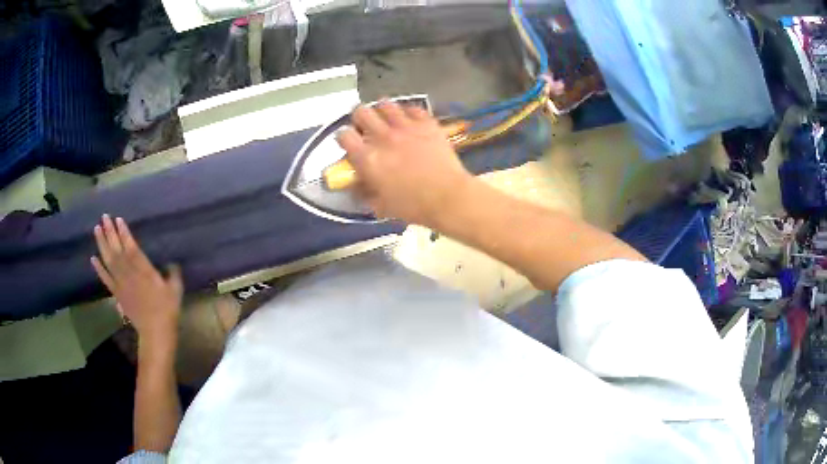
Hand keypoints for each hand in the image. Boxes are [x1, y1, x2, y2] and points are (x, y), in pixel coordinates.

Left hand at [91, 215, 182, 348]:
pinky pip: (106, 279)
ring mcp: (121, 284)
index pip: (131, 247)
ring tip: (96, 229)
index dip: (124, 233)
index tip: (118, 219)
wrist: (156, 332)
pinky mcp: (117, 294)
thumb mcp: (175, 290)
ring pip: (109, 261)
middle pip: (117, 250)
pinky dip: (99, 269)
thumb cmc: (167, 310)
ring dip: (102, 244)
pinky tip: (93, 258)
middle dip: (110, 233)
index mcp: (144, 271)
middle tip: (104, 217)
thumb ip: (173, 273)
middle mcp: (129, 274)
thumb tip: (172, 262)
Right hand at [336, 101, 474, 226]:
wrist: (448, 197)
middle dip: (360, 118)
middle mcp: (383, 137)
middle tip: (366, 126)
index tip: (349, 142)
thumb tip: (355, 185)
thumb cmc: (413, 206)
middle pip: (361, 112)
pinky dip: (408, 113)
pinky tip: (410, 120)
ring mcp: (406, 127)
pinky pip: (412, 108)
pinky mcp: (426, 123)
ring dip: (382, 111)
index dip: (344, 137)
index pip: (344, 136)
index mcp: (368, 158)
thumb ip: (364, 192)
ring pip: (385, 104)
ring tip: (387, 119)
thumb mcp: (381, 205)